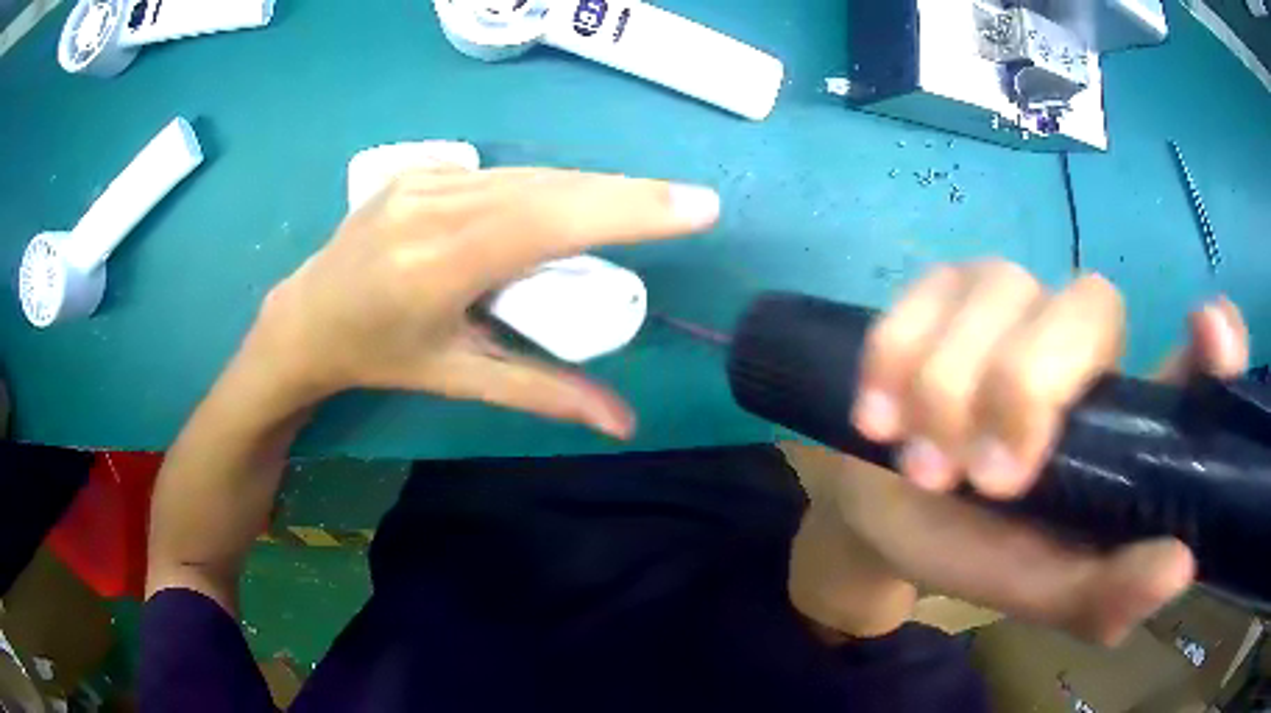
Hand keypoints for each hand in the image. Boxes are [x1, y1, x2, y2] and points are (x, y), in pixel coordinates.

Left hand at [246, 164, 719, 436]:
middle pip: (550, 188)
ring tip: (633, 209)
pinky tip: (561, 206)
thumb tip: (622, 423)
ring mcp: (423, 180)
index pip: (550, 222)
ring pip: (529, 175)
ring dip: (588, 191)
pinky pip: (500, 174)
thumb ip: (543, 393)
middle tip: (683, 206)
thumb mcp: (459, 378)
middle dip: (625, 195)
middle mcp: (433, 207)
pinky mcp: (420, 170)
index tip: (696, 207)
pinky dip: (544, 188)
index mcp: (440, 264)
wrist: (305, 318)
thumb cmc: (379, 358)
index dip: (629, 210)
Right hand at [789, 260, 1248, 643]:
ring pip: (1001, 291)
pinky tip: (879, 416)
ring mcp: (1016, 302)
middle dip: (1027, 388)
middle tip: (981, 478)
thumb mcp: (1041, 591)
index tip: (1209, 331)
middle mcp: (1086, 343)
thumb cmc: (976, 552)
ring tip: (921, 463)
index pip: (1196, 358)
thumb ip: (1105, 593)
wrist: (884, 518)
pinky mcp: (946, 289)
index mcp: (1128, 422)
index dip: (1213, 338)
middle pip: (1090, 304)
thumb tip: (1180, 565)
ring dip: (949, 389)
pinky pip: (928, 293)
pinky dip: (898, 357)